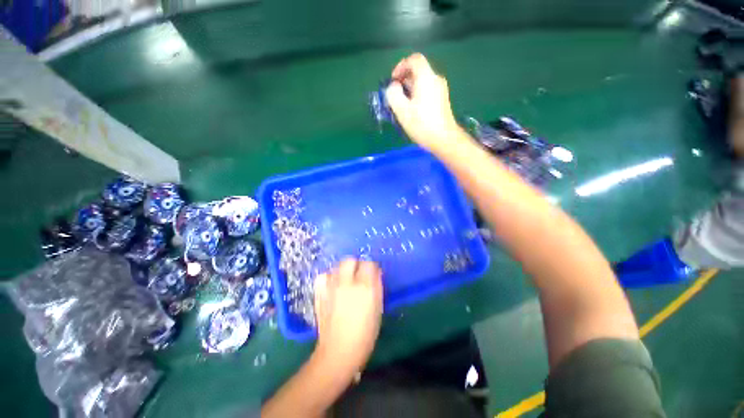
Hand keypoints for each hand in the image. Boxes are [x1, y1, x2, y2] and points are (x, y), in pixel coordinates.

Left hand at [313, 258, 382, 376]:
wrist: (339, 351)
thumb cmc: (365, 333)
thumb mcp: (378, 308)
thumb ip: (377, 286)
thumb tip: (375, 273)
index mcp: (365, 287)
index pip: (369, 263)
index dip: (372, 267)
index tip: (373, 273)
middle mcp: (347, 282)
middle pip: (350, 260)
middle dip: (356, 264)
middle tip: (359, 275)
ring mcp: (331, 287)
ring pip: (336, 266)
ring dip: (343, 271)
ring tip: (346, 281)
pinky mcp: (320, 293)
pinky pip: (323, 276)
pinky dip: (329, 278)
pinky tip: (333, 285)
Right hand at [385, 53, 463, 151]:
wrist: (444, 139)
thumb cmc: (422, 124)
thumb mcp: (402, 110)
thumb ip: (393, 94)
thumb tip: (393, 86)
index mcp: (426, 78)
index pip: (414, 60)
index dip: (401, 66)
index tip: (393, 81)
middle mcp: (436, 79)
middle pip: (418, 71)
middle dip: (403, 80)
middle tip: (395, 95)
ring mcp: (440, 90)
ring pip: (422, 82)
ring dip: (409, 89)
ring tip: (401, 105)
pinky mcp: (442, 100)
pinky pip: (427, 90)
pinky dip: (417, 95)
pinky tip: (412, 110)